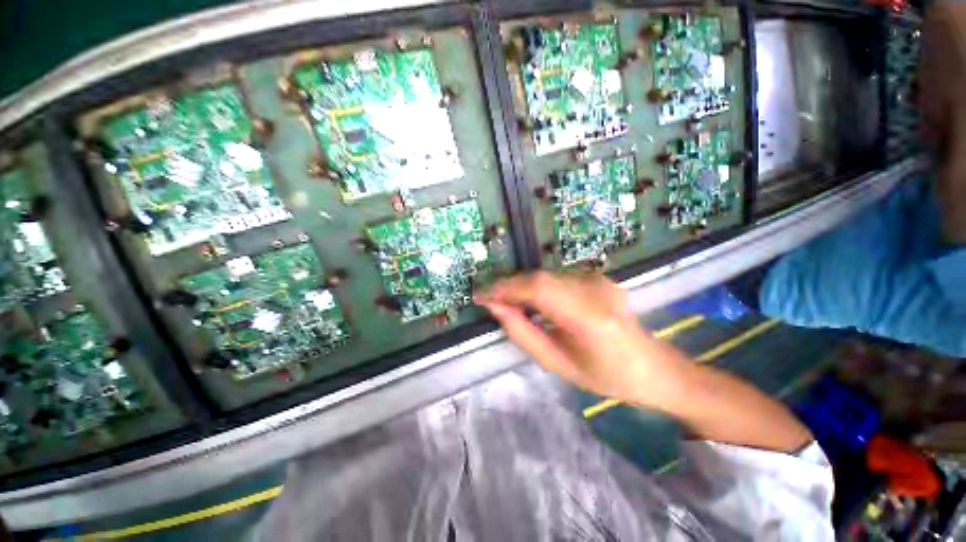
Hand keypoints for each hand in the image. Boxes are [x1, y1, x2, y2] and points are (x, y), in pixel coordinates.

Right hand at [474, 271, 689, 407]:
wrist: (653, 367)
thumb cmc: (605, 377)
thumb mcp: (557, 363)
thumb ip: (522, 333)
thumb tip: (496, 307)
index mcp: (589, 317)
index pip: (537, 289)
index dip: (504, 288)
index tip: (480, 295)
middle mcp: (595, 289)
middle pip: (539, 278)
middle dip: (509, 286)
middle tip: (488, 299)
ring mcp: (598, 279)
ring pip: (545, 275)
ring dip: (521, 286)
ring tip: (505, 301)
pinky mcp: (597, 276)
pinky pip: (557, 278)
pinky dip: (537, 286)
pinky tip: (530, 300)